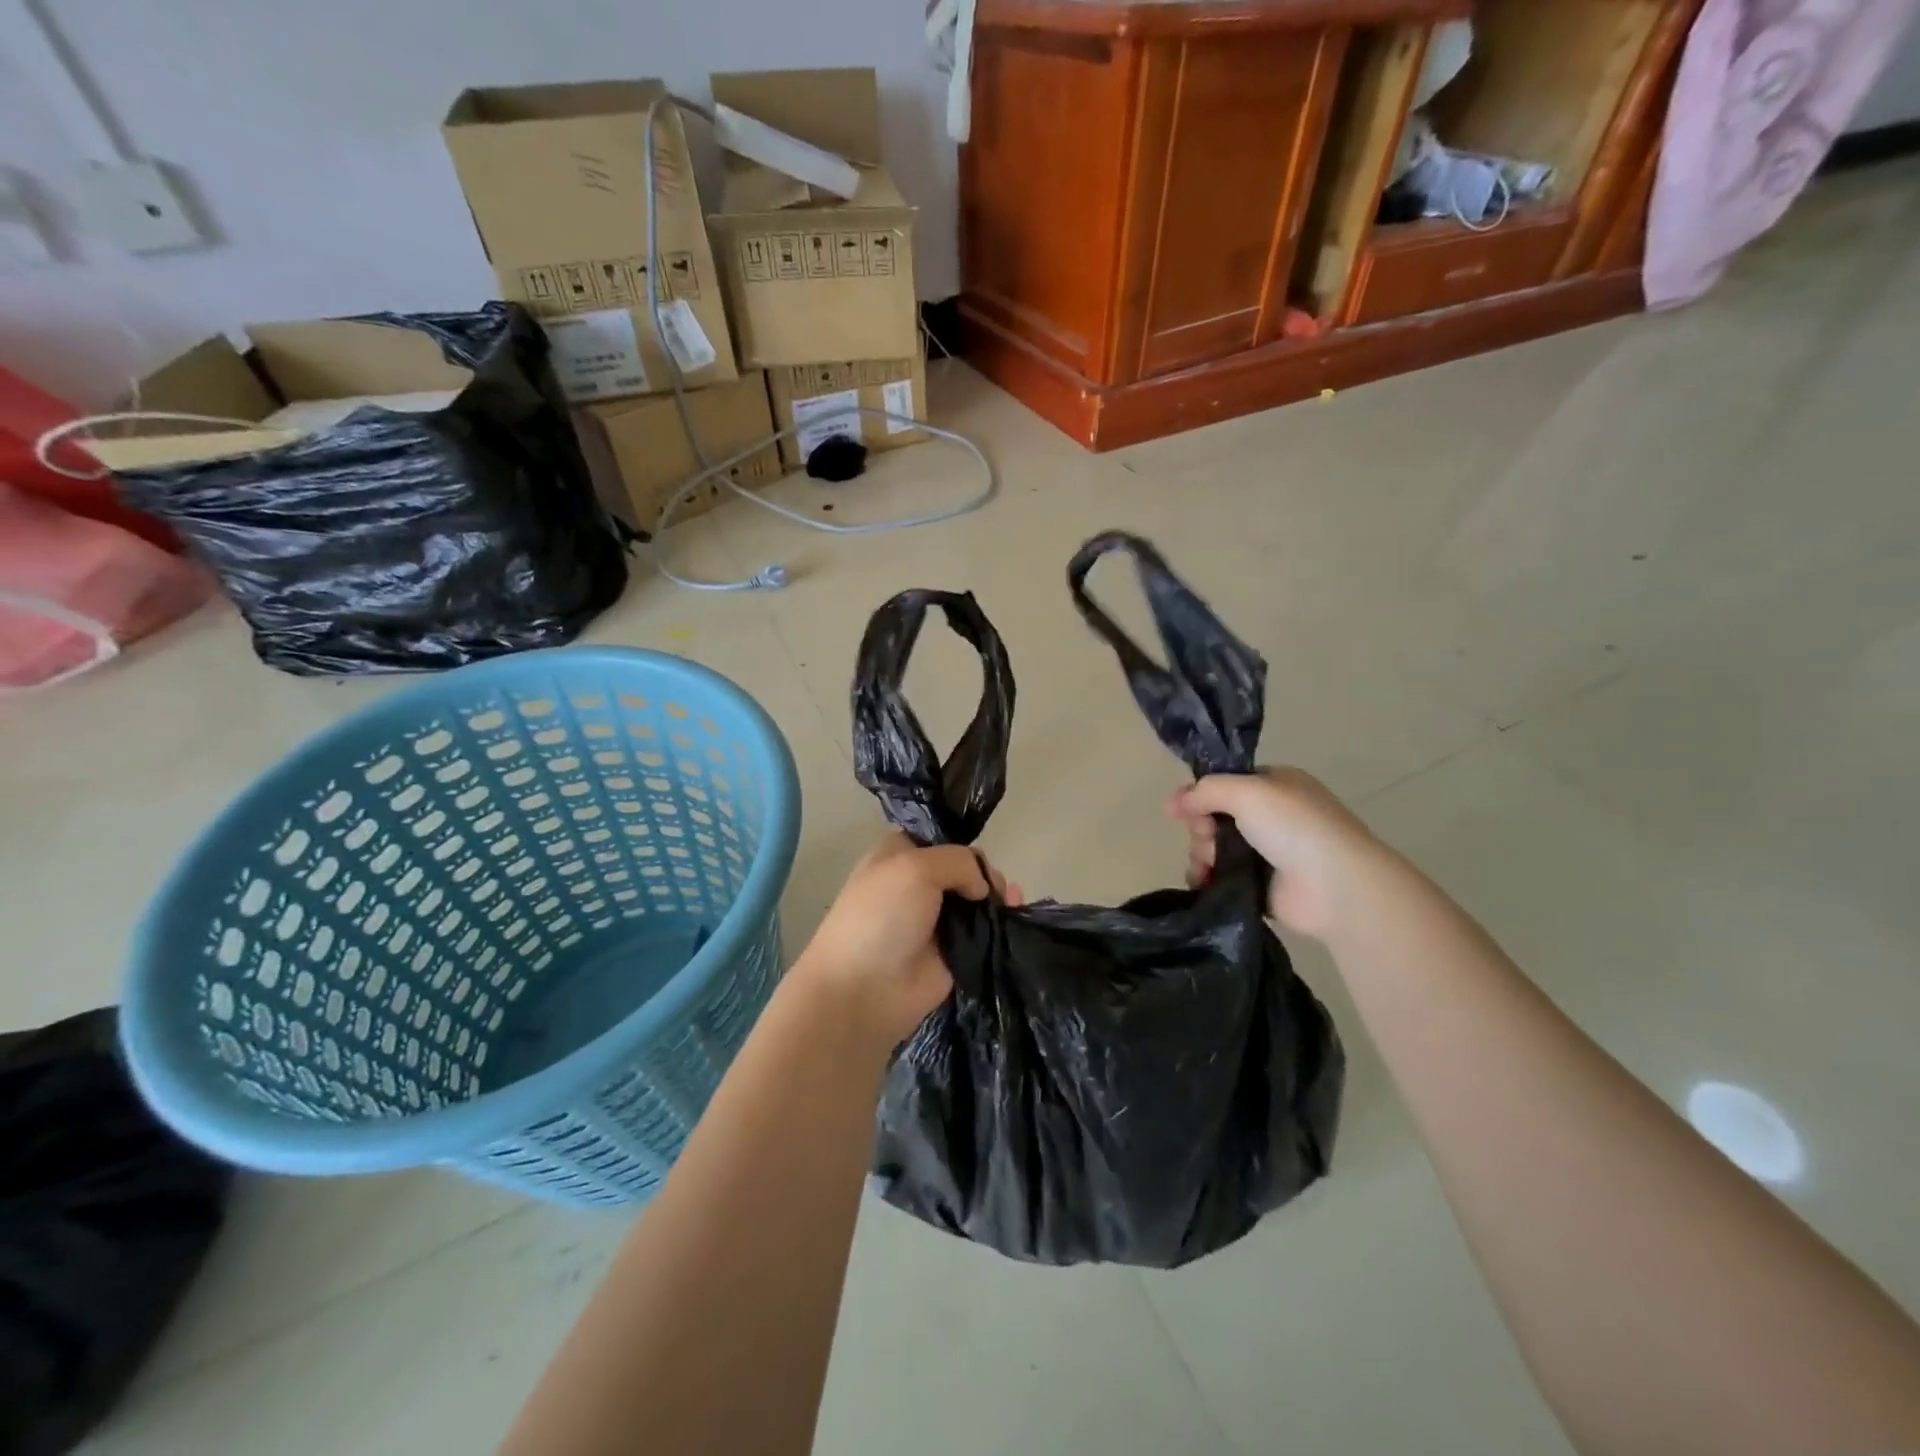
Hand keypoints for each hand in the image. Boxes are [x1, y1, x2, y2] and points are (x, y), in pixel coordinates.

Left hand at [791, 834, 1021, 1047]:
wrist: (863, 991)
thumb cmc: (880, 917)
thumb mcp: (915, 867)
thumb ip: (959, 862)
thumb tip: (983, 888)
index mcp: (899, 856)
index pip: (939, 839)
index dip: (961, 844)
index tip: (979, 857)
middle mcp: (918, 884)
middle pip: (964, 869)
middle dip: (985, 872)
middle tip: (995, 887)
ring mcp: (936, 920)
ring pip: (977, 900)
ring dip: (998, 897)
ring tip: (1011, 902)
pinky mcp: (954, 953)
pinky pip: (985, 932)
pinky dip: (1002, 923)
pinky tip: (1016, 915)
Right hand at [1169, 768, 1387, 938]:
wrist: (1335, 887)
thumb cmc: (1294, 827)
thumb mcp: (1247, 791)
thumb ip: (1206, 790)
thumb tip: (1173, 802)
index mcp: (1275, 786)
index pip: (1225, 784)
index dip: (1200, 795)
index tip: (1180, 809)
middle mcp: (1271, 817)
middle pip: (1214, 817)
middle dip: (1201, 828)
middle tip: (1205, 837)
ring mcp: (1267, 853)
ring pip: (1214, 848)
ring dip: (1201, 854)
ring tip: (1208, 865)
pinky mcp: (1260, 886)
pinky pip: (1221, 878)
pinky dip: (1207, 879)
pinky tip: (1202, 881)